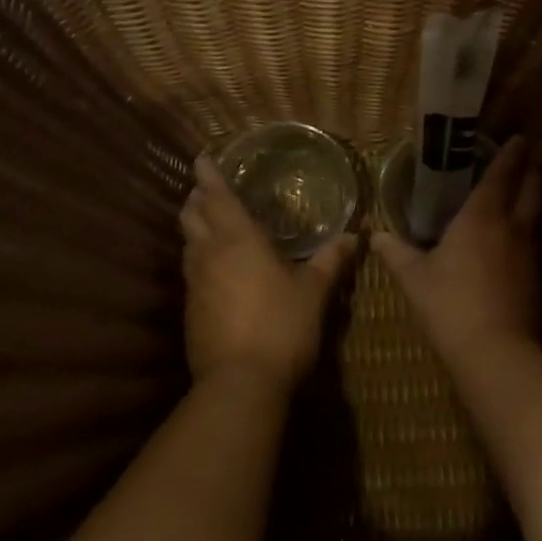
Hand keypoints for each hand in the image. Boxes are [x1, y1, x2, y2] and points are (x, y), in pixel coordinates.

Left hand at [181, 153, 355, 397]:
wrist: (239, 383)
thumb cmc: (281, 327)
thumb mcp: (313, 293)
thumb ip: (330, 261)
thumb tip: (354, 237)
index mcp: (239, 241)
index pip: (218, 197)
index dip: (209, 175)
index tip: (201, 157)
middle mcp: (210, 255)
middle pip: (192, 216)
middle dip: (197, 199)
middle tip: (206, 190)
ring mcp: (195, 284)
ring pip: (188, 244)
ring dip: (194, 228)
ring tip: (207, 223)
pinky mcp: (190, 311)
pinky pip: (191, 272)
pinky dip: (198, 259)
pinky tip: (213, 270)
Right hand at [371, 136, 541, 365]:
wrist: (496, 352)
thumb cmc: (449, 304)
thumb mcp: (414, 278)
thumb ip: (396, 253)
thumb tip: (375, 236)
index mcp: (481, 217)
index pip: (501, 176)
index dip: (510, 155)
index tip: (518, 139)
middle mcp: (512, 228)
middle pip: (532, 190)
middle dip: (530, 173)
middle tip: (524, 163)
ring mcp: (529, 254)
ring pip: (536, 217)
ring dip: (532, 202)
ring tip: (520, 197)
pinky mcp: (538, 280)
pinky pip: (534, 245)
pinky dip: (527, 234)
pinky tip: (514, 246)